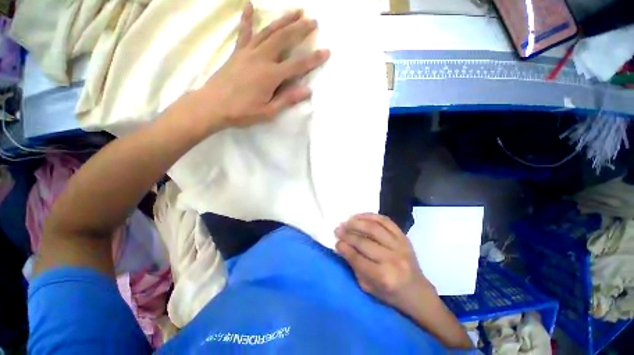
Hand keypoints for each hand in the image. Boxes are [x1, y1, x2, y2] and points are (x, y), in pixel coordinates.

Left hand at [196, 2, 329, 129]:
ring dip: (283, 20)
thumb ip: (287, 99)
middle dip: (300, 29)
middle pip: (284, 39)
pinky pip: (244, 32)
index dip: (313, 59)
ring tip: (296, 11)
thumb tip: (307, 90)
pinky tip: (250, 5)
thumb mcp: (268, 111)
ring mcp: (248, 52)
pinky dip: (247, 18)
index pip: (297, 65)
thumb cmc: (242, 112)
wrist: (212, 106)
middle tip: (313, 21)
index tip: (326, 52)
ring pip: (268, 31)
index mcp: (270, 75)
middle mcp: (261, 58)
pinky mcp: (237, 52)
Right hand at [335, 213, 435, 311]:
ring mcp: (400, 245)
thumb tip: (341, 246)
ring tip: (347, 221)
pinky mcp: (404, 237)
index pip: (357, 258)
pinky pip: (385, 221)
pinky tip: (360, 216)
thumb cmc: (390, 293)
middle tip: (337, 229)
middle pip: (364, 241)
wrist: (417, 291)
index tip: (336, 241)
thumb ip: (354, 266)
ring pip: (374, 228)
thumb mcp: (368, 287)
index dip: (344, 248)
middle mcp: (393, 259)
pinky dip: (371, 216)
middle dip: (347, 234)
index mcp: (384, 277)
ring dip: (357, 222)